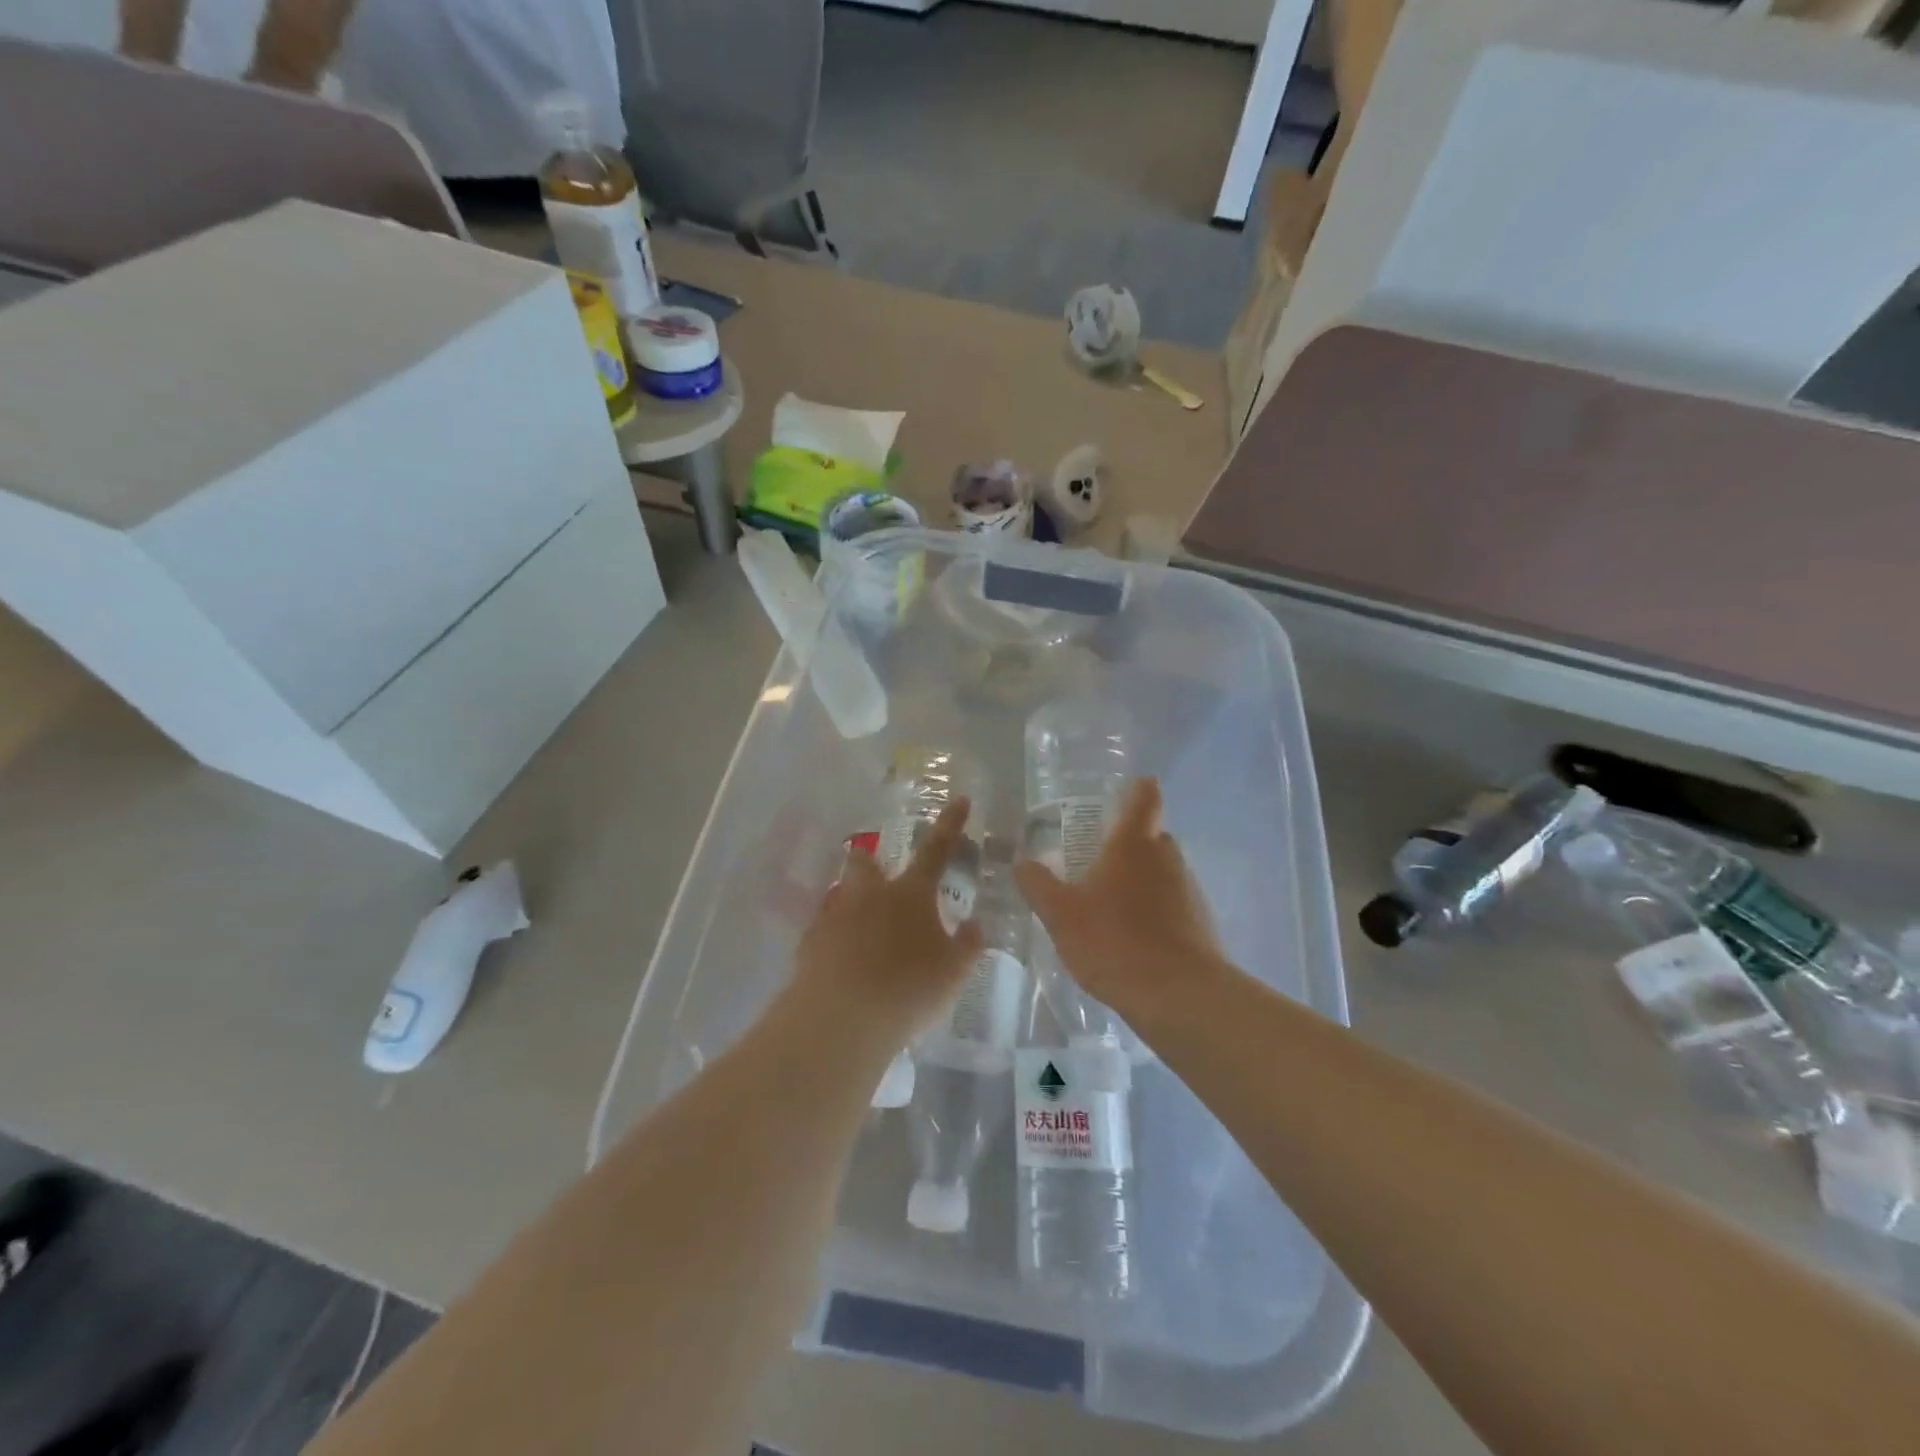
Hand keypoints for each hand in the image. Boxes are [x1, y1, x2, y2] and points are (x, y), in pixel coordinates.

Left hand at [793, 800, 983, 1047]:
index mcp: (910, 894)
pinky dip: (833, 936)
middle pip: (866, 863)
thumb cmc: (908, 988)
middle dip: (871, 862)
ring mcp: (835, 916)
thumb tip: (975, 924)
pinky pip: (823, 929)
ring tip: (859, 925)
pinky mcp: (809, 943)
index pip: (936, 849)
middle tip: (877, 872)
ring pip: (841, 893)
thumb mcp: (954, 972)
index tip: (959, 799)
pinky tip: (839, 959)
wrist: (840, 1017)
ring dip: (850, 900)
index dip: (950, 824)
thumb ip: (968, 946)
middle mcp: (870, 895)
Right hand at [1015, 779, 1223, 1014]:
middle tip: (1098, 858)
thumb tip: (1021, 862)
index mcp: (1134, 844)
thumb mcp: (1061, 914)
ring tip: (1110, 904)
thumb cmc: (1113, 941)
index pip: (1145, 798)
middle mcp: (1167, 858)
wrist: (1178, 995)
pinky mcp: (1200, 923)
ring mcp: (1189, 890)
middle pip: (1153, 835)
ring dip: (1142, 880)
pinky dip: (1155, 911)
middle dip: (1130, 842)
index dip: (1138, 789)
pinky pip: (1173, 904)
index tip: (1128, 788)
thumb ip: (1038, 885)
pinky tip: (1133, 938)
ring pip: (1163, 871)